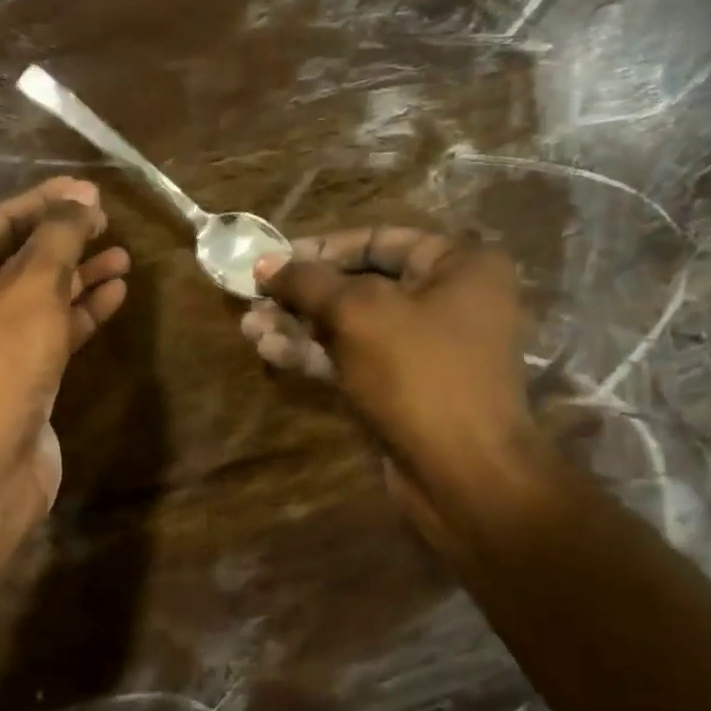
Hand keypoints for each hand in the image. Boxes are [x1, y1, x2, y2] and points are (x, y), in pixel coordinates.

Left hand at [0, 177, 130, 508]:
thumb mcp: (31, 283)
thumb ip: (59, 234)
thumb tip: (82, 197)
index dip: (45, 201)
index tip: (90, 192)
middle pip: (18, 257)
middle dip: (64, 239)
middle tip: (108, 222)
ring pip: (38, 296)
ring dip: (79, 276)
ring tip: (123, 255)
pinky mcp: (16, 374)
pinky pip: (50, 330)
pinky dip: (80, 312)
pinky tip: (115, 293)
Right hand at [241, 227, 537, 526]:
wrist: (462, 470)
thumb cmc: (418, 372)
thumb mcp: (357, 313)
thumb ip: (308, 281)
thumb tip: (265, 262)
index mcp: (458, 265)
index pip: (378, 240)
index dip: (320, 248)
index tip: (273, 260)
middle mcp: (448, 299)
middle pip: (360, 284)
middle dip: (302, 294)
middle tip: (253, 297)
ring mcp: (425, 347)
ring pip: (350, 326)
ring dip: (299, 325)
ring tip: (249, 327)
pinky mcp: (404, 385)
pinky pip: (354, 357)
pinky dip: (314, 353)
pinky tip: (270, 349)